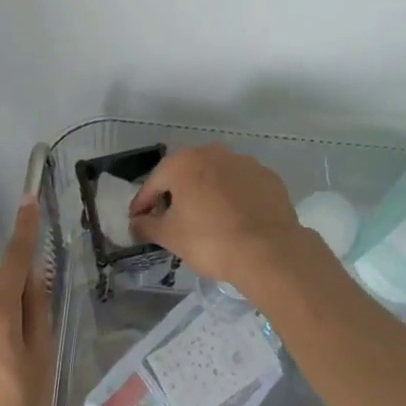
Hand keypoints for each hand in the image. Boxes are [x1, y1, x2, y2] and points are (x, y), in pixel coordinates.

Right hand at [128, 144, 323, 293]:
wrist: (270, 251)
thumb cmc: (210, 240)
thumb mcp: (170, 237)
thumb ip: (147, 226)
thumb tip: (136, 223)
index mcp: (184, 163)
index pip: (154, 182)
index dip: (143, 203)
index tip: (139, 220)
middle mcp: (213, 153)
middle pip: (185, 173)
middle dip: (176, 193)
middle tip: (171, 219)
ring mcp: (244, 162)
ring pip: (216, 176)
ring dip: (207, 192)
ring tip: (206, 219)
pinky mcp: (268, 177)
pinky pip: (242, 185)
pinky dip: (234, 197)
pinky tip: (235, 219)